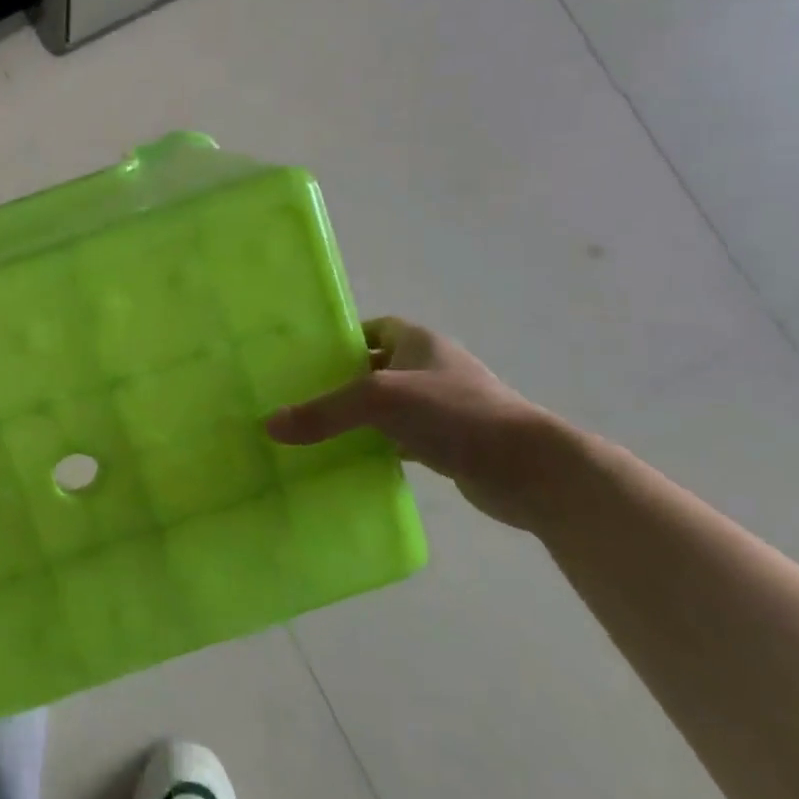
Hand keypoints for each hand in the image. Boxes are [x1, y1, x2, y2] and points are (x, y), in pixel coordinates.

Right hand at [265, 317, 564, 529]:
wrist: (529, 469)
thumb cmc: (455, 413)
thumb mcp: (380, 401)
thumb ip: (325, 411)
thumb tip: (269, 426)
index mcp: (420, 342)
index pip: (374, 329)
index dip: (342, 339)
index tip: (307, 359)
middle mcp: (431, 368)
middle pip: (375, 368)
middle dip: (341, 381)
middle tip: (299, 397)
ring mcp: (442, 407)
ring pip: (387, 407)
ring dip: (358, 417)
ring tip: (315, 430)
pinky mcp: (448, 443)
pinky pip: (399, 438)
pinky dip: (377, 445)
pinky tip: (350, 460)